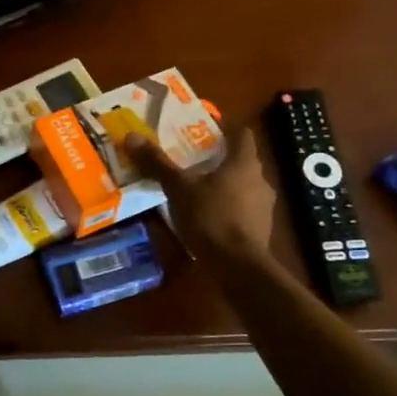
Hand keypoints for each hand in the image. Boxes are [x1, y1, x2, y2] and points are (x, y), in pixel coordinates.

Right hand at [126, 128, 275, 269]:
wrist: (239, 266)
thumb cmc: (211, 218)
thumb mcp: (178, 189)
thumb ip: (158, 163)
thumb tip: (132, 136)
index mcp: (244, 163)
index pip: (241, 133)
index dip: (224, 128)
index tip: (203, 129)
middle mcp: (260, 179)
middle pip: (241, 159)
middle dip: (218, 158)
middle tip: (191, 158)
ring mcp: (264, 206)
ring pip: (242, 185)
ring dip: (223, 184)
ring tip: (196, 188)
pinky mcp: (261, 229)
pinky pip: (242, 208)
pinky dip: (227, 206)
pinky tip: (207, 215)